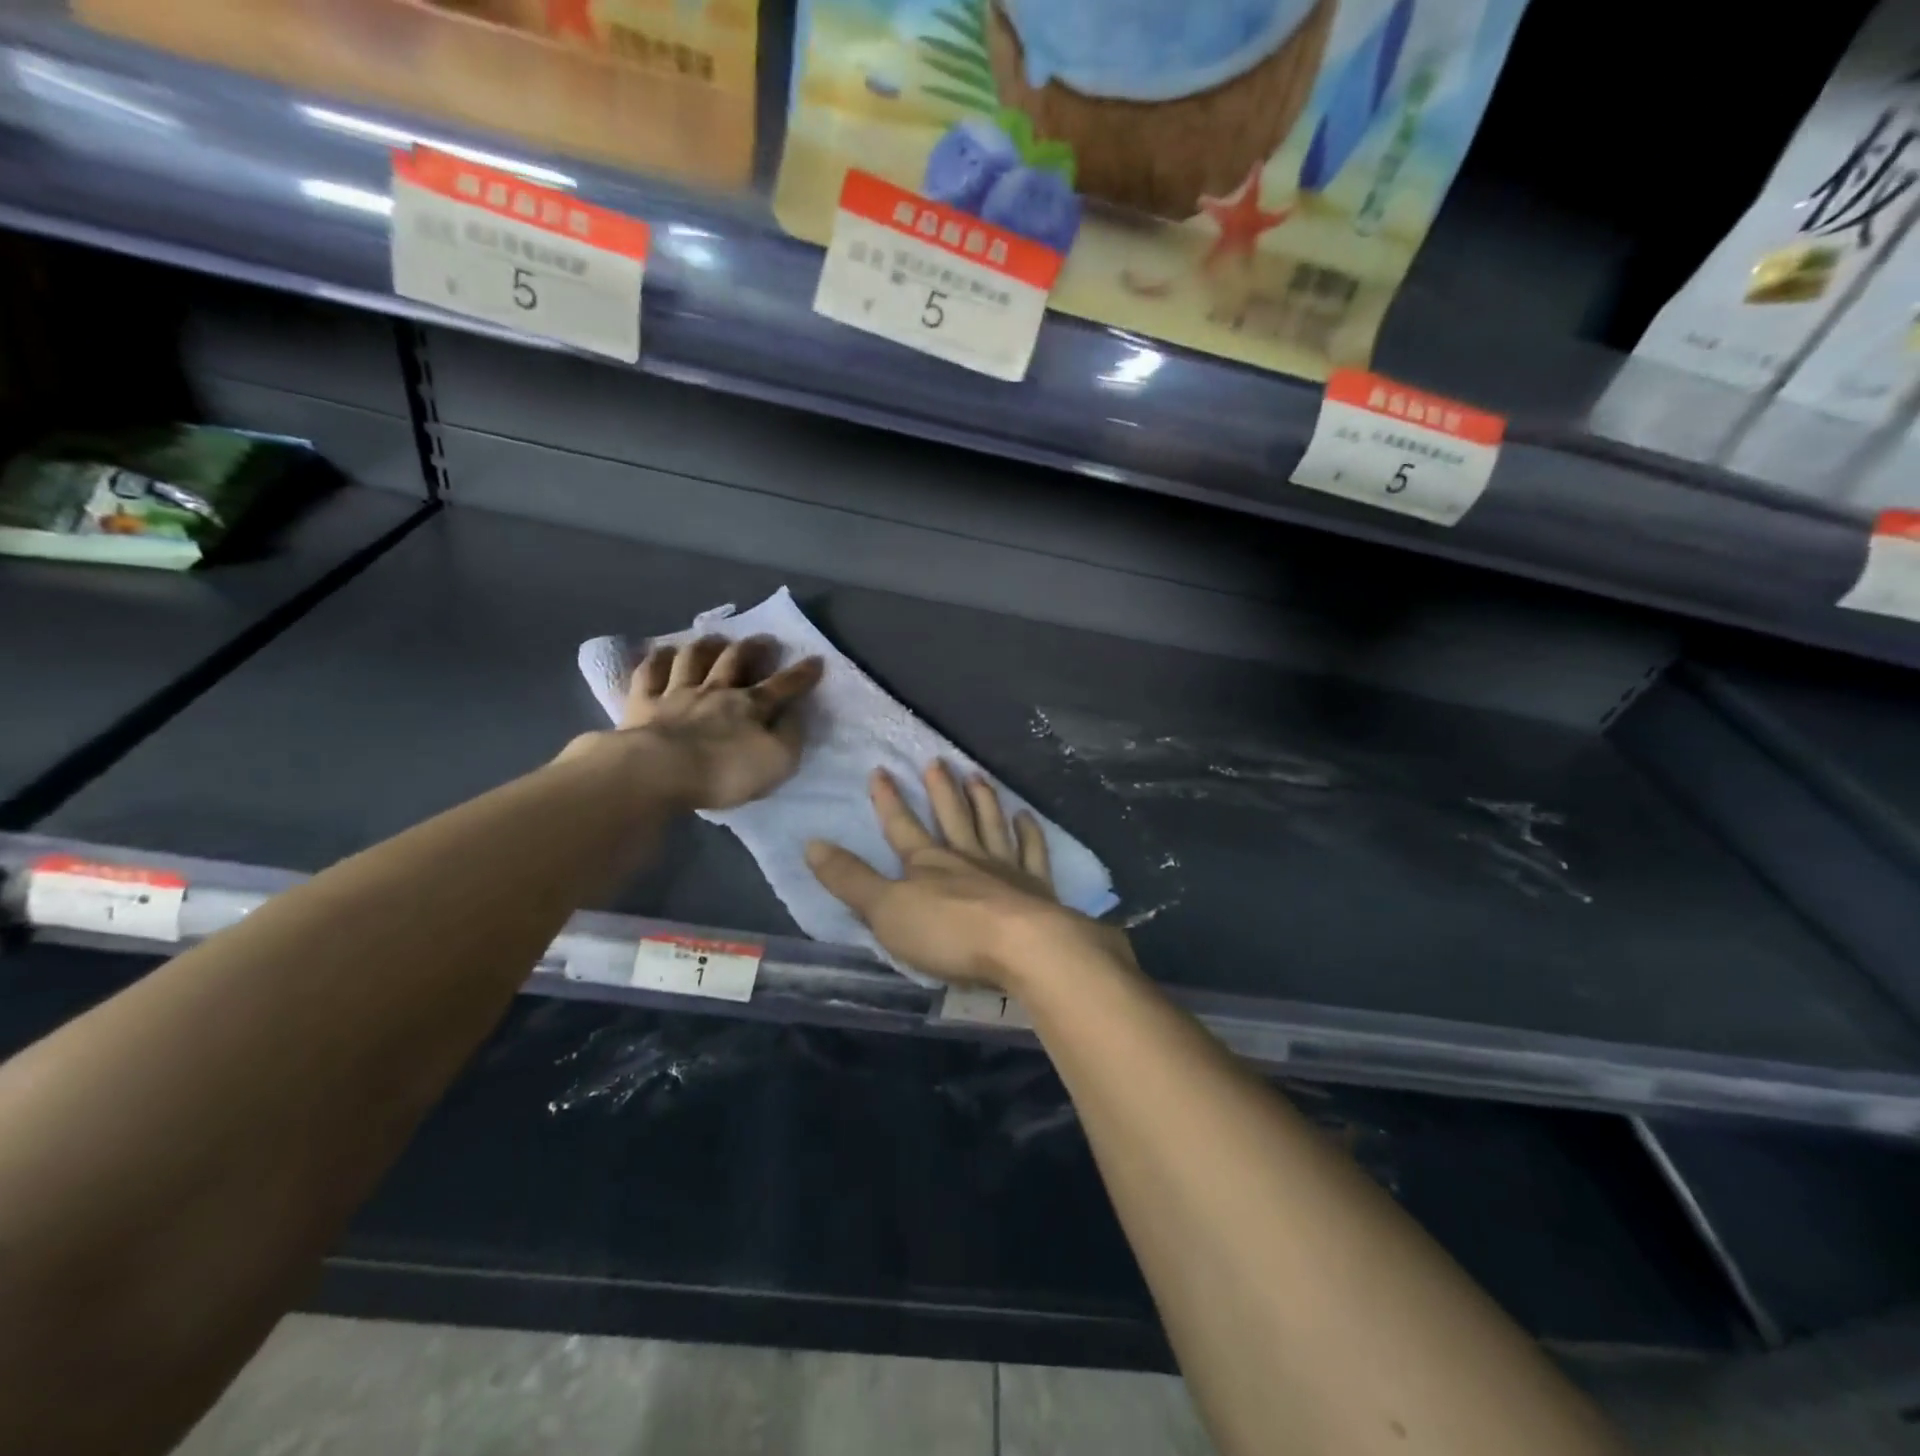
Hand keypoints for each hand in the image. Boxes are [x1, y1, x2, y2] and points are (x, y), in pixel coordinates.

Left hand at [610, 634, 823, 809]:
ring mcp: (677, 693)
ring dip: (706, 645)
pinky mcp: (644, 703)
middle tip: (763, 639)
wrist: (660, 772)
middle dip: (752, 647)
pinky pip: (650, 673)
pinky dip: (658, 659)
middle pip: (735, 660)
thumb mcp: (776, 762)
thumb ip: (789, 736)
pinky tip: (662, 652)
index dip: (801, 674)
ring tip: (714, 638)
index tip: (816, 660)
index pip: (783, 686)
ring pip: (693, 659)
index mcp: (751, 706)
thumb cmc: (724, 773)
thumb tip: (795, 713)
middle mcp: (716, 691)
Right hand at [805, 761, 1124, 989]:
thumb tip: (810, 843)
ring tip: (976, 775)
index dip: (888, 800)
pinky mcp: (1035, 887)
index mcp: (927, 863)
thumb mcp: (885, 910)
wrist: (1021, 947)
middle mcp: (966, 857)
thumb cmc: (948, 933)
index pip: (901, 826)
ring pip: (990, 824)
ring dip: (982, 799)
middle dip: (940, 789)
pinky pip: (1032, 851)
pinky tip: (1026, 816)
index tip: (880, 770)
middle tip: (937, 761)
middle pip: (950, 816)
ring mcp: (1004, 868)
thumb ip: (850, 879)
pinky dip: (1029, 832)